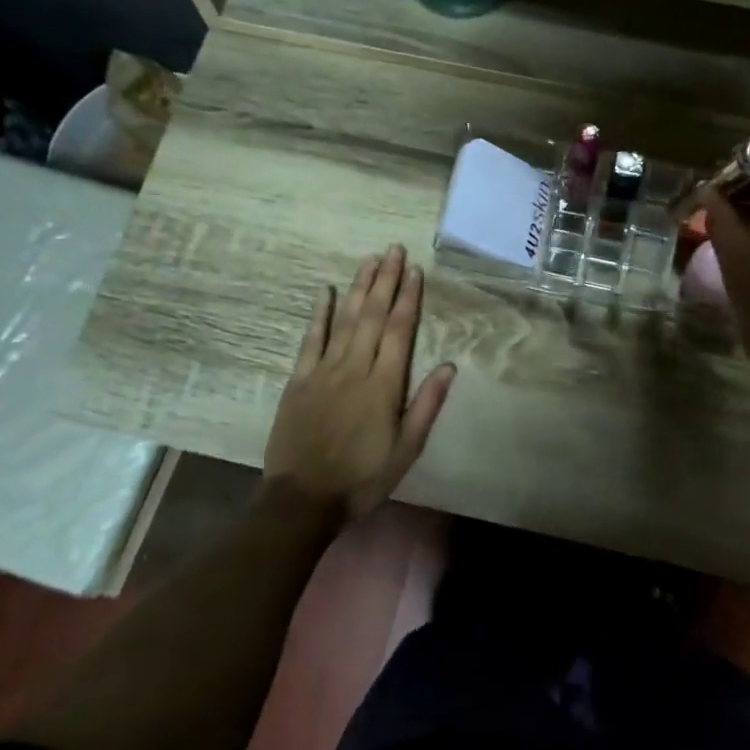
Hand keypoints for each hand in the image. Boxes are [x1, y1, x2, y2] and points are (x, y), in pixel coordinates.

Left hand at [262, 245, 455, 524]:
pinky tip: (326, 290)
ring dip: (359, 287)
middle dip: (386, 280)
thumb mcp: (406, 450)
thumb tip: (450, 366)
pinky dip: (319, 313)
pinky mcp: (299, 379)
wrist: (304, 499)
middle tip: (394, 250)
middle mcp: (355, 368)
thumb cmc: (362, 478)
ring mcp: (324, 370)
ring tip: (370, 259)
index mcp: (384, 385)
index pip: (399, 330)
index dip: (408, 298)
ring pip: (345, 319)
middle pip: (373, 315)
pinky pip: (311, 339)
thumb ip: (426, 405)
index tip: (415, 271)